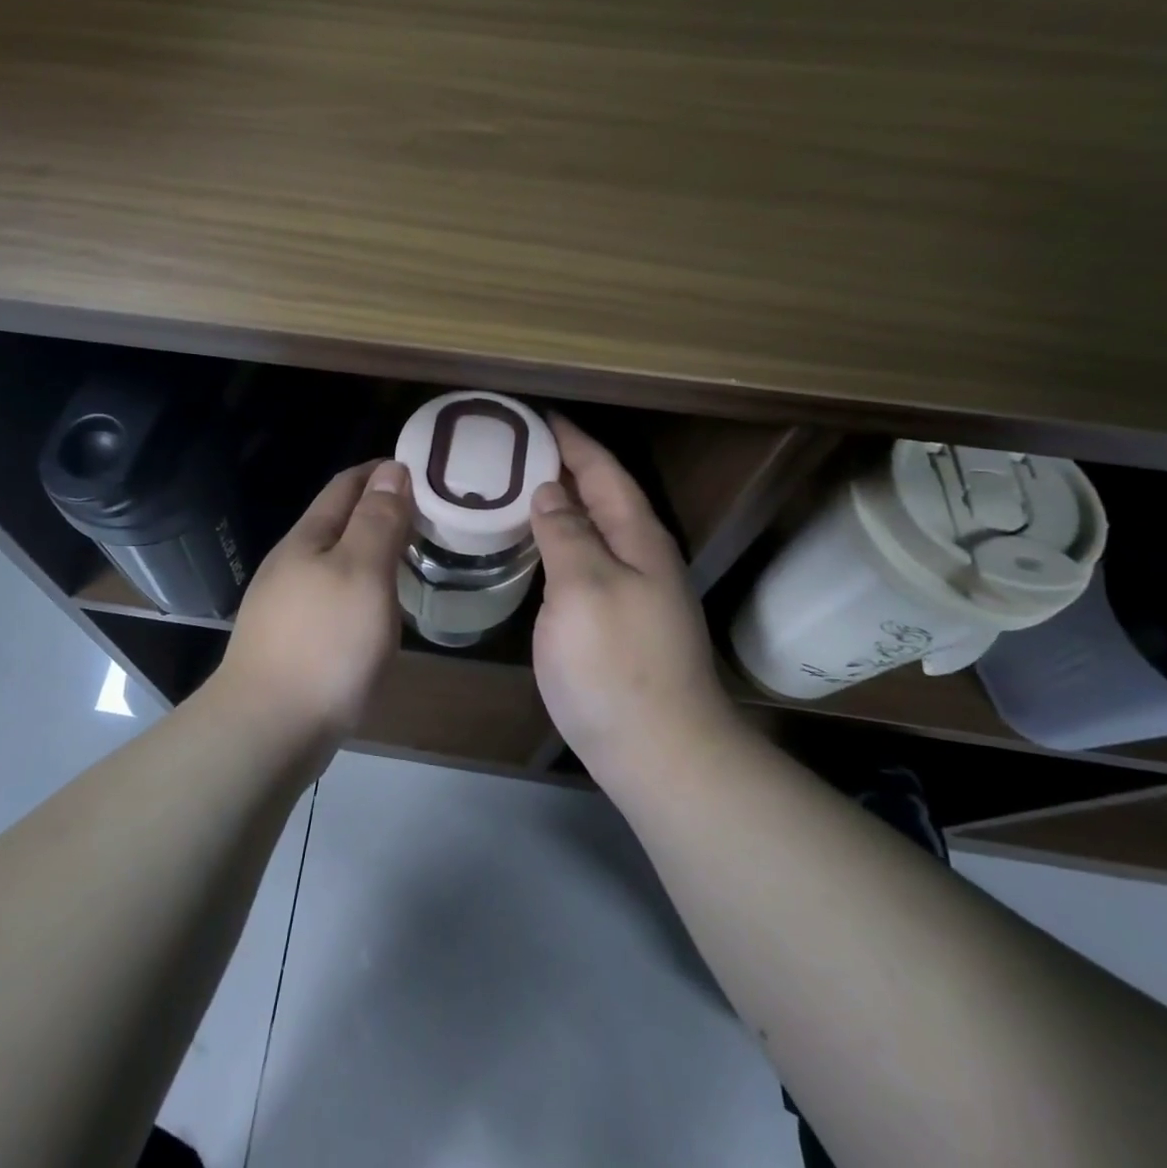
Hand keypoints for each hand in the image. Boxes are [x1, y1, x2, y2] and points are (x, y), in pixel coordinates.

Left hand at [214, 460, 411, 741]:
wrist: (267, 731)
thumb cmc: (325, 645)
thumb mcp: (362, 573)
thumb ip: (378, 521)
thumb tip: (391, 469)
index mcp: (308, 538)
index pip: (347, 485)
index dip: (383, 471)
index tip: (424, 470)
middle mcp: (292, 563)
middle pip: (339, 521)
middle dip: (381, 510)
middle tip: (430, 516)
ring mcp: (287, 603)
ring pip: (337, 561)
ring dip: (373, 550)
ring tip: (413, 556)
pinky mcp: (292, 640)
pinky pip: (335, 596)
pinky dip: (364, 587)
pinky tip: (380, 608)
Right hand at [530, 416, 744, 787]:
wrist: (658, 752)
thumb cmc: (617, 664)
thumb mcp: (585, 588)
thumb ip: (567, 533)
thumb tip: (549, 491)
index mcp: (637, 537)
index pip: (602, 470)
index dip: (570, 440)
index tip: (533, 415)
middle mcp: (637, 556)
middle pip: (598, 495)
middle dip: (560, 465)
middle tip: (508, 447)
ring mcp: (627, 590)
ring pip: (589, 529)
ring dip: (556, 503)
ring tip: (509, 486)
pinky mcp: (611, 620)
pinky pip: (580, 562)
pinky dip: (554, 542)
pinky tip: (528, 546)